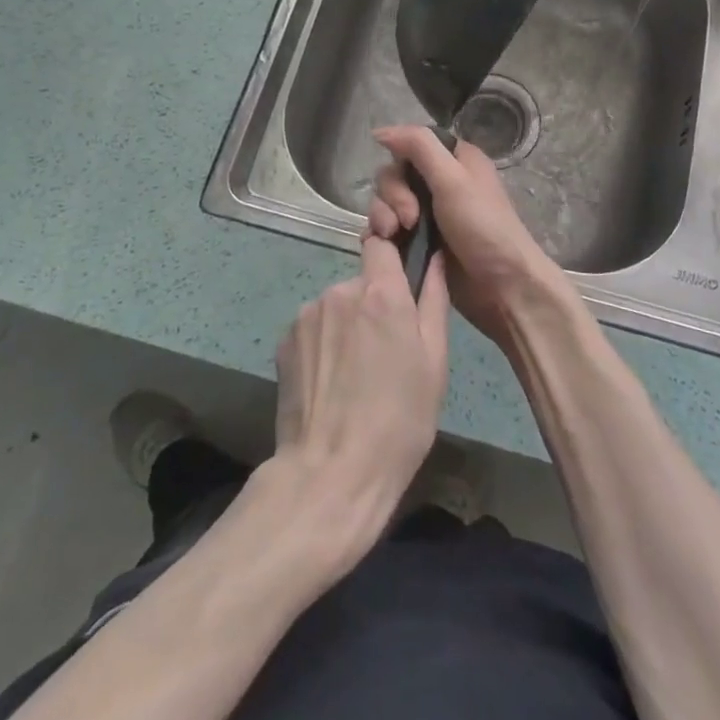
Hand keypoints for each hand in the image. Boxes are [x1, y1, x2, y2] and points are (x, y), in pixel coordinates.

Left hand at [272, 234, 448, 558]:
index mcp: (381, 293)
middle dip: (373, 305)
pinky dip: (323, 346)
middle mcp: (340, 291)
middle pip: (361, 282)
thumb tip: (434, 257)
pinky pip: (313, 329)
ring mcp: (307, 315)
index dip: (392, 257)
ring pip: (336, 306)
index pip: (383, 244)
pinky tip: (329, 384)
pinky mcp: (283, 341)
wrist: (331, 475)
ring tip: (355, 375)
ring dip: (346, 326)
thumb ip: (434, 300)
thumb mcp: (435, 363)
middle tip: (385, 352)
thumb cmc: (399, 421)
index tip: (401, 284)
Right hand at [369, 126, 573, 347]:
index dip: (400, 161)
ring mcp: (428, 214)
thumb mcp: (453, 179)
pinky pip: (386, 230)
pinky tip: (384, 247)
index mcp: (454, 160)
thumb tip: (380, 131)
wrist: (502, 287)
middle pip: (394, 175)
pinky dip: (381, 236)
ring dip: (383, 217)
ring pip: (386, 203)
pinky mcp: (419, 242)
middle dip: (393, 196)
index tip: (405, 182)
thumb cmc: (483, 227)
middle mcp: (440, 182)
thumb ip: (419, 147)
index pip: (410, 145)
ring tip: (396, 237)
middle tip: (409, 220)